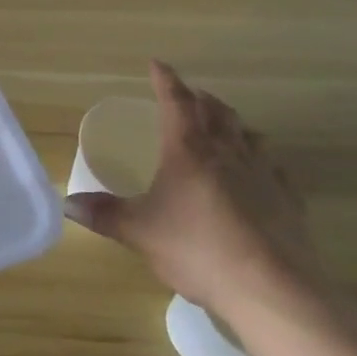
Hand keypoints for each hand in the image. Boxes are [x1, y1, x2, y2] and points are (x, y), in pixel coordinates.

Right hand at [67, 62, 331, 327]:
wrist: (272, 290)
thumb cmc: (197, 249)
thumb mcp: (139, 232)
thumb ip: (104, 214)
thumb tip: (68, 203)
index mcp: (188, 150)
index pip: (176, 102)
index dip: (165, 80)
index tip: (157, 64)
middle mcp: (228, 153)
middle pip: (217, 112)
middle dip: (200, 98)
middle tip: (189, 95)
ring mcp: (264, 175)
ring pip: (249, 135)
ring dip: (233, 124)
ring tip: (224, 127)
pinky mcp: (289, 203)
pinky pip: (274, 169)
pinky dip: (262, 160)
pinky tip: (260, 172)